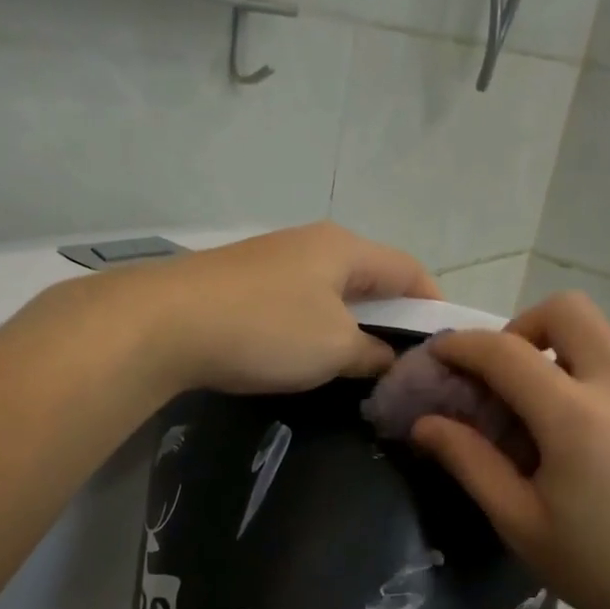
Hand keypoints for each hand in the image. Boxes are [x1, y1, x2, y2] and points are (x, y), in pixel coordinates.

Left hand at [120, 223, 441, 394]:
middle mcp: (311, 243)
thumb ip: (371, 354)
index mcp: (345, 248)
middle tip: (402, 361)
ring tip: (357, 364)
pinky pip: (297, 302)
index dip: (434, 304)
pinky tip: (306, 355)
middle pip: (370, 277)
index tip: (443, 344)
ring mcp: (272, 260)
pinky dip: (314, 327)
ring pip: (331, 291)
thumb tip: (390, 360)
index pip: (410, 270)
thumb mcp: (333, 349)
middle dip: (391, 317)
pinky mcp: (241, 282)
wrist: (165, 324)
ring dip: (350, 324)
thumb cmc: (267, 330)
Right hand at [412, 292, 609, 608]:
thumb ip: (470, 462)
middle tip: (507, 377)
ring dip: (562, 366)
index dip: (463, 345)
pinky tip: (600, 451)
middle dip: (522, 328)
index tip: (440, 354)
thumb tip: (425, 423)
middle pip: (568, 310)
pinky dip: (597, 392)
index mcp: (577, 419)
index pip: (506, 352)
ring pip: (601, 345)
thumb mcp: (520, 523)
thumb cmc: (600, 570)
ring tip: (552, 429)